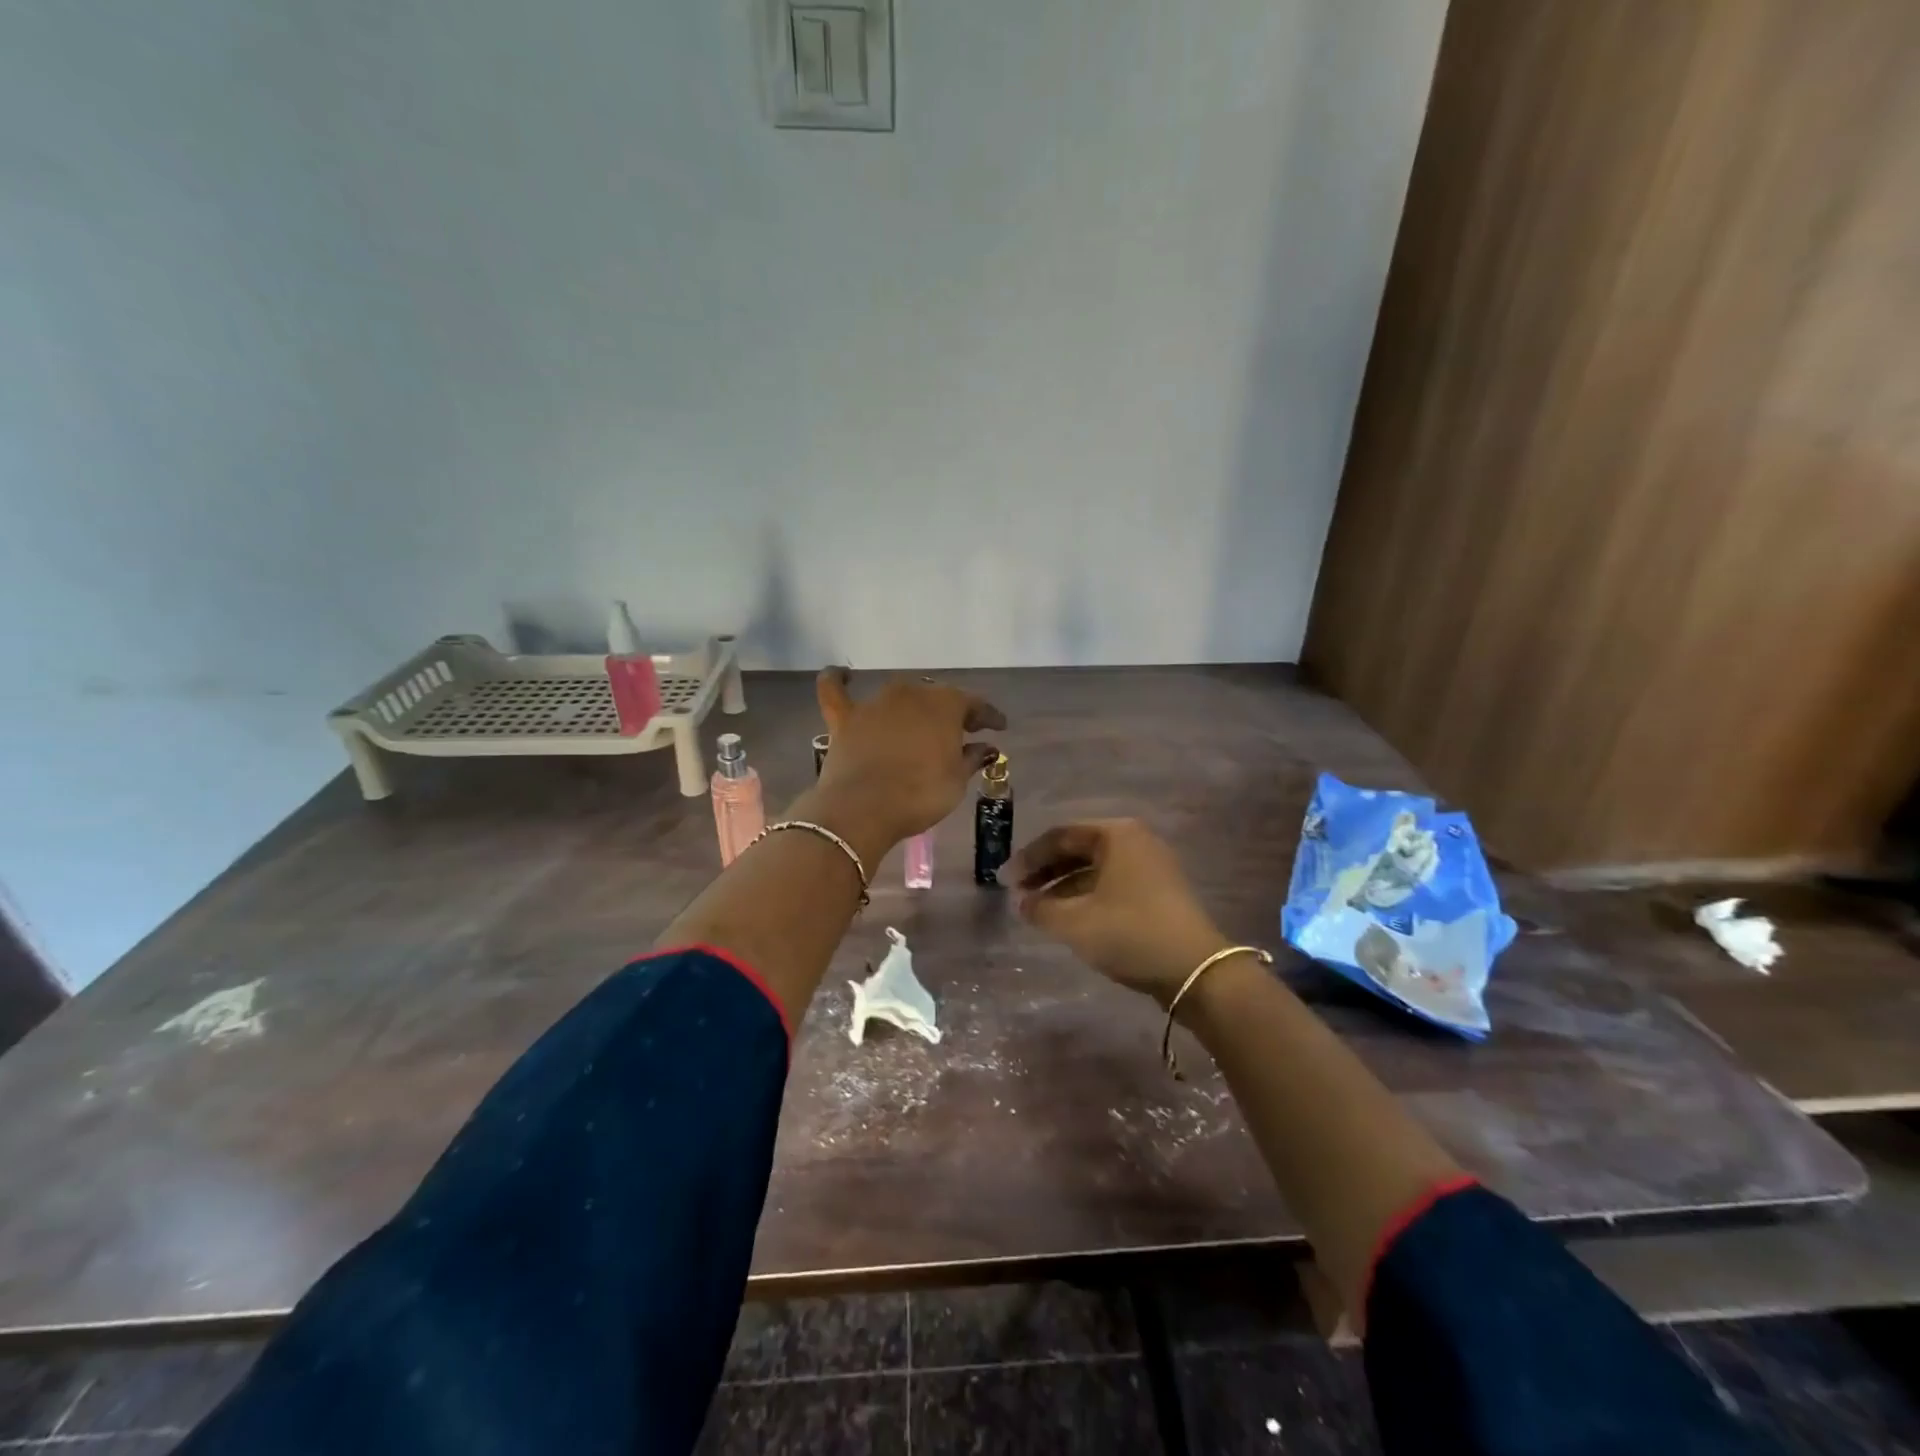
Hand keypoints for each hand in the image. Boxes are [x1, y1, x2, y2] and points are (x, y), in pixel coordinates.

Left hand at [810, 668, 1004, 847]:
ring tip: (919, 723)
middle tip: (961, 731)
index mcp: (945, 704)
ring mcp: (875, 703)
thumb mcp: (956, 781)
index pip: (974, 704)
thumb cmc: (920, 795)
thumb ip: (971, 758)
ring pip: (898, 696)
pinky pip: (835, 689)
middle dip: (950, 712)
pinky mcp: (844, 718)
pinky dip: (838, 680)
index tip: (999, 727)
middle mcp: (911, 693)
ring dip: (911, 708)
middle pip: (936, 698)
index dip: (989, 716)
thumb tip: (985, 747)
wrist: (863, 809)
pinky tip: (843, 675)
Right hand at [1010, 819, 1228, 1003]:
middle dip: (1045, 871)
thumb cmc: (1130, 933)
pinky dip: (1086, 895)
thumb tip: (1022, 901)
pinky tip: (1068, 917)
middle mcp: (1135, 840)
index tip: (1004, 880)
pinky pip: (1111, 883)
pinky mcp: (1159, 891)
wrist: (1196, 971)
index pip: (1060, 836)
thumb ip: (1040, 908)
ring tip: (1038, 908)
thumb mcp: (1075, 922)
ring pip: (1095, 868)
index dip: (1028, 858)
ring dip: (1063, 885)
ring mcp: (1151, 865)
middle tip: (1019, 892)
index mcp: (1116, 834)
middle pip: (1078, 849)